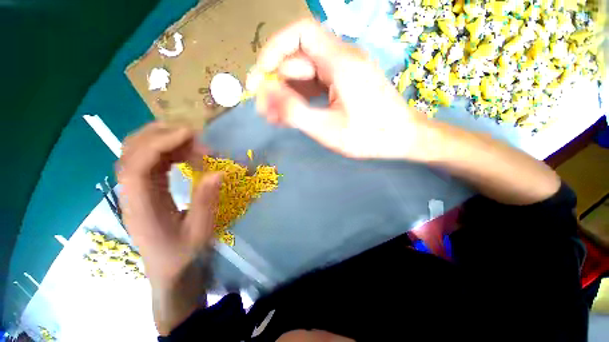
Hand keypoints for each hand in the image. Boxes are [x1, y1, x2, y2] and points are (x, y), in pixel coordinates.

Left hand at [117, 122, 221, 288]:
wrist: (169, 269)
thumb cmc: (182, 254)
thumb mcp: (199, 231)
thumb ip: (206, 201)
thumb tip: (218, 172)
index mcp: (140, 207)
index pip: (136, 165)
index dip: (160, 143)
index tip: (190, 134)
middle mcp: (131, 193)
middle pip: (131, 151)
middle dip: (162, 135)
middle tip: (197, 137)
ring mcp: (137, 189)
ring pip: (140, 151)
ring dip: (168, 141)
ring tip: (197, 146)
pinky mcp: (147, 188)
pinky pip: (153, 160)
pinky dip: (171, 151)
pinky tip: (190, 156)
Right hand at [254, 18, 426, 159]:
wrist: (403, 138)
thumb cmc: (369, 136)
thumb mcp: (328, 129)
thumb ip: (295, 112)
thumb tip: (265, 96)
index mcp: (340, 62)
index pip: (299, 34)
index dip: (274, 49)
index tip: (260, 77)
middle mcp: (341, 59)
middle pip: (299, 59)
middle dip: (277, 83)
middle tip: (264, 109)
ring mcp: (343, 72)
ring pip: (306, 74)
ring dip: (288, 93)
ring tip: (274, 117)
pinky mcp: (343, 85)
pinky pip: (316, 85)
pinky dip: (301, 98)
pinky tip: (291, 115)